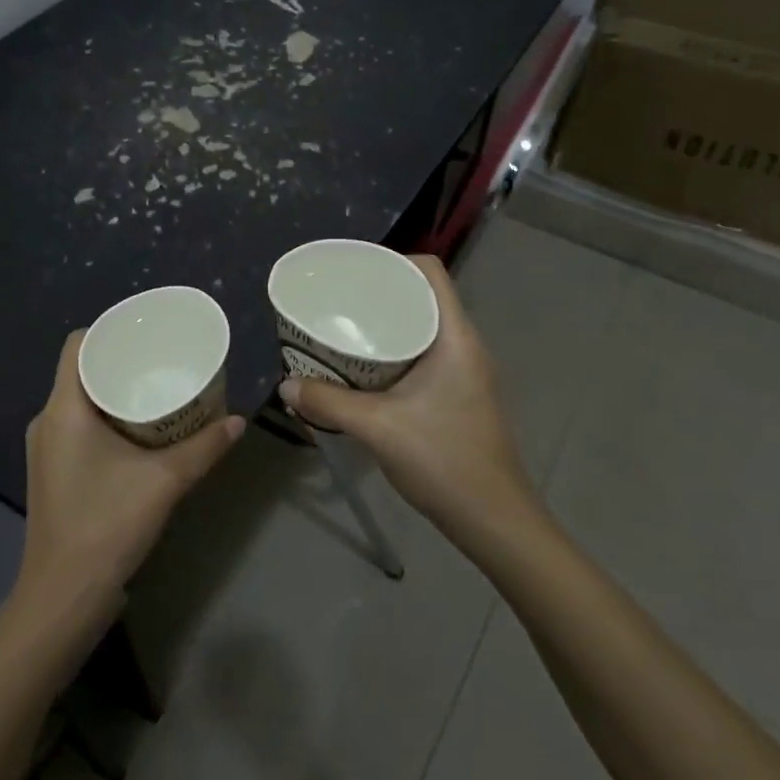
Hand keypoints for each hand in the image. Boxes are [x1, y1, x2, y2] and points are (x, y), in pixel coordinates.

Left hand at [19, 331, 244, 629]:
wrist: (64, 596)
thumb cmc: (107, 525)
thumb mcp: (165, 481)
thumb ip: (205, 448)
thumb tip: (238, 421)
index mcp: (64, 409)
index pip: (77, 345)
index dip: (110, 331)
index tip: (147, 333)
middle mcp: (47, 421)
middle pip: (82, 370)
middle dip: (122, 361)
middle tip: (164, 359)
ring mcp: (46, 448)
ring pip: (80, 400)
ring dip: (115, 391)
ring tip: (158, 389)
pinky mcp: (53, 471)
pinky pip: (79, 425)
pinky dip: (107, 417)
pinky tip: (140, 430)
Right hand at [278, 255, 538, 543]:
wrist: (492, 518)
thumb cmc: (443, 460)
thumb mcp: (378, 428)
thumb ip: (328, 403)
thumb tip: (286, 386)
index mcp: (455, 337)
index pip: (431, 272)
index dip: (394, 261)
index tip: (354, 272)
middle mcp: (464, 345)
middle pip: (423, 297)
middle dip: (380, 294)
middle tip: (338, 301)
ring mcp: (464, 372)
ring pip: (422, 328)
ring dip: (386, 326)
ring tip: (344, 330)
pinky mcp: (458, 395)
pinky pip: (422, 355)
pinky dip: (393, 353)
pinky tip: (363, 371)